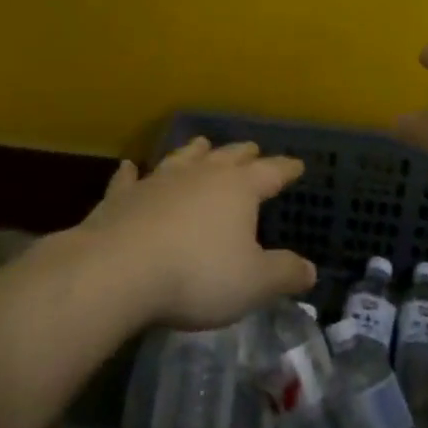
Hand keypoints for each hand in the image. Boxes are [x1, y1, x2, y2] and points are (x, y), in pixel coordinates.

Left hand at [78, 137, 316, 328]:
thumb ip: (284, 274)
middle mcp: (201, 175)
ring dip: (194, 151)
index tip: (297, 164)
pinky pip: (129, 179)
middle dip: (243, 153)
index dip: (286, 168)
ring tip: (202, 144)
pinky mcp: (122, 197)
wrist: (117, 271)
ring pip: (182, 158)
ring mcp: (158, 181)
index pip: (271, 172)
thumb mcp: (253, 283)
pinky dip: (132, 173)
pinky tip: (129, 167)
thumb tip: (310, 270)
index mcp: (238, 189)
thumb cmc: (196, 275)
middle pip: (228, 156)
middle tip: (252, 149)